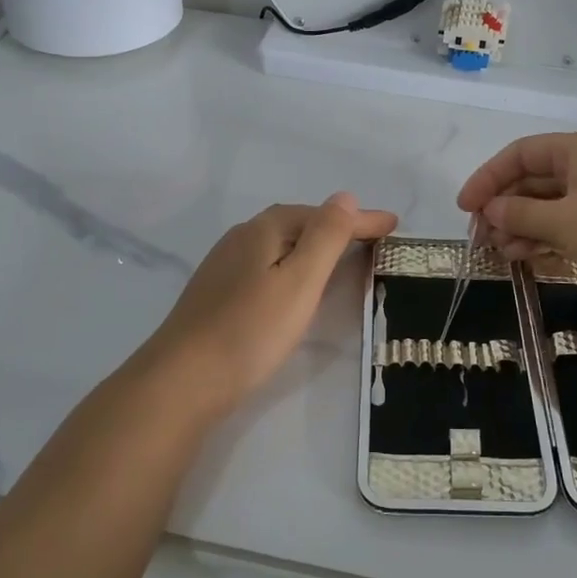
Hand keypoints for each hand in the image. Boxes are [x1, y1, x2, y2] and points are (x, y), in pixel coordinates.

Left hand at [136, 194, 397, 415]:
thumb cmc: (250, 330)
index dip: (360, 219)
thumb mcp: (299, 281)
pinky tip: (295, 283)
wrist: (182, 380)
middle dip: (337, 227)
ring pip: (280, 243)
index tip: (394, 224)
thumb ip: (325, 237)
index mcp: (264, 229)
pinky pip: (267, 263)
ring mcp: (225, 265)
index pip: (322, 215)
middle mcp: (242, 237)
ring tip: (342, 256)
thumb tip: (345, 197)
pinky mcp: (218, 292)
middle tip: (372, 238)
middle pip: (298, 223)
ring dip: (314, 244)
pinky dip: (293, 264)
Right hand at [456, 133, 576, 304]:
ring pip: (548, 206)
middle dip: (504, 207)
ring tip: (501, 252)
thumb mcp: (564, 222)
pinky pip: (565, 226)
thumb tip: (490, 212)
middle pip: (533, 180)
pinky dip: (543, 239)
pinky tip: (523, 257)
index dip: (489, 177)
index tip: (465, 207)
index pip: (521, 154)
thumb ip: (520, 215)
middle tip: (481, 237)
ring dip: (520, 227)